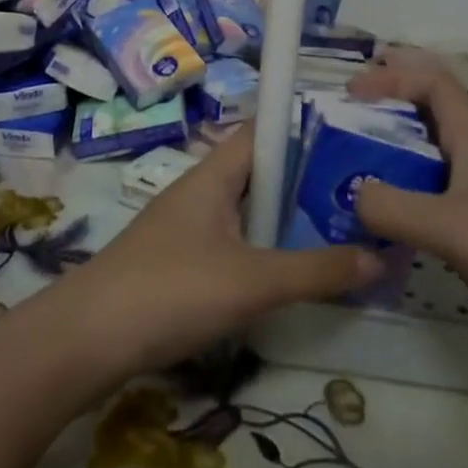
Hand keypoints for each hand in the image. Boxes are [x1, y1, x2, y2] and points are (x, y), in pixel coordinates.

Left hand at [25, 125, 383, 387]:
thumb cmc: (171, 290)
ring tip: (339, 233)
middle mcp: (200, 191)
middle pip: (260, 173)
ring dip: (286, 221)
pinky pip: (232, 243)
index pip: (263, 132)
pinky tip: (289, 275)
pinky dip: (263, 251)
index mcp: (213, 175)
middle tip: (360, 197)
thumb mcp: (252, 281)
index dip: (303, 129)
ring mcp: (186, 227)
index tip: (351, 141)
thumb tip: (380, 256)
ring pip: (247, 212)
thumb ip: (316, 270)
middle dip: (306, 182)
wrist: (87, 338)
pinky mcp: (178, 262)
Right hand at [348, 49, 467, 406]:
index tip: (350, 93)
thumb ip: (394, 208)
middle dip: (387, 112)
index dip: (393, 78)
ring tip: (345, 175)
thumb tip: (350, 197)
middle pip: (429, 121)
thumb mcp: (453, 224)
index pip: (434, 85)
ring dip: (389, 164)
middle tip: (341, 122)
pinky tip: (378, 232)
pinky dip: (401, 211)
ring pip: (427, 170)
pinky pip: (432, 214)